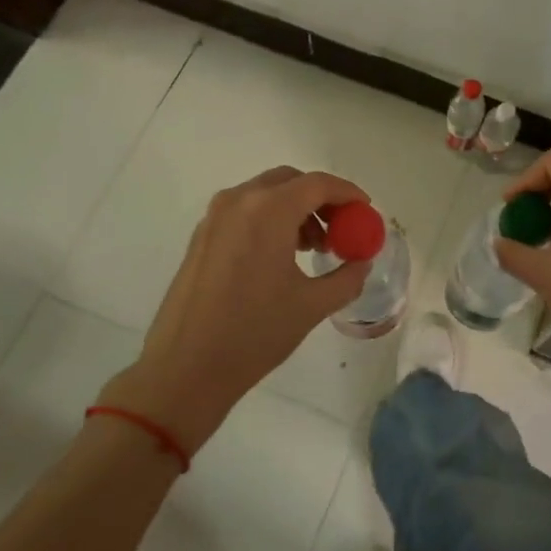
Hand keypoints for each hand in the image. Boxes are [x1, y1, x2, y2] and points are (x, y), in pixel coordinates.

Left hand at [101, 167, 371, 452]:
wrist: (185, 368)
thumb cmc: (254, 334)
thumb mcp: (312, 306)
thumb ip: (347, 277)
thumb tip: (361, 262)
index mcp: (268, 211)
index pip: (318, 184)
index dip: (347, 193)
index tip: (365, 211)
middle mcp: (239, 202)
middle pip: (290, 182)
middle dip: (321, 199)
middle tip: (341, 229)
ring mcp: (215, 217)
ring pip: (265, 194)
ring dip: (295, 210)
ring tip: (312, 249)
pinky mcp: (201, 236)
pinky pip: (244, 212)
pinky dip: (270, 220)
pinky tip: (280, 257)